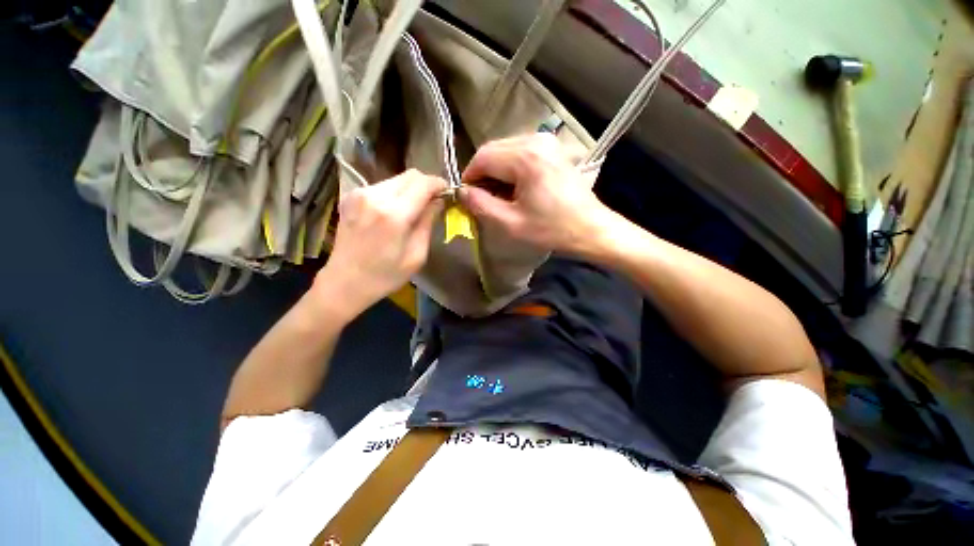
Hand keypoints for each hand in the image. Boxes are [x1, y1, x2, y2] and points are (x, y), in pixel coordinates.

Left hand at [313, 169, 445, 319]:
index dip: (439, 184)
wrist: (344, 282)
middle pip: (410, 175)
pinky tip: (396, 211)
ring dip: (411, 189)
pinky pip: (383, 186)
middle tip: (434, 201)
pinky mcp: (351, 196)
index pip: (423, 183)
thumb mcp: (417, 254)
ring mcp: (359, 193)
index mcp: (394, 214)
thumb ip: (428, 222)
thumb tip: (439, 201)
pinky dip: (396, 193)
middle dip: (426, 185)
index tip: (448, 193)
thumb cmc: (385, 275)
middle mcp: (375, 196)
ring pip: (396, 179)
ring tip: (415, 209)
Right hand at [459, 133, 614, 255]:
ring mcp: (546, 142)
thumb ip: (480, 205)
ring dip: (496, 171)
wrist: (589, 228)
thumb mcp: (510, 223)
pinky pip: (520, 152)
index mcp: (525, 158)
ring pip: (505, 150)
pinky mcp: (552, 148)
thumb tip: (462, 192)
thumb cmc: (551, 229)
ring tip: (499, 196)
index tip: (467, 197)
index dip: (469, 177)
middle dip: (483, 174)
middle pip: (493, 150)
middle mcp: (536, 140)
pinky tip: (514, 188)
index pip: (482, 157)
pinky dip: (510, 168)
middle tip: (482, 198)